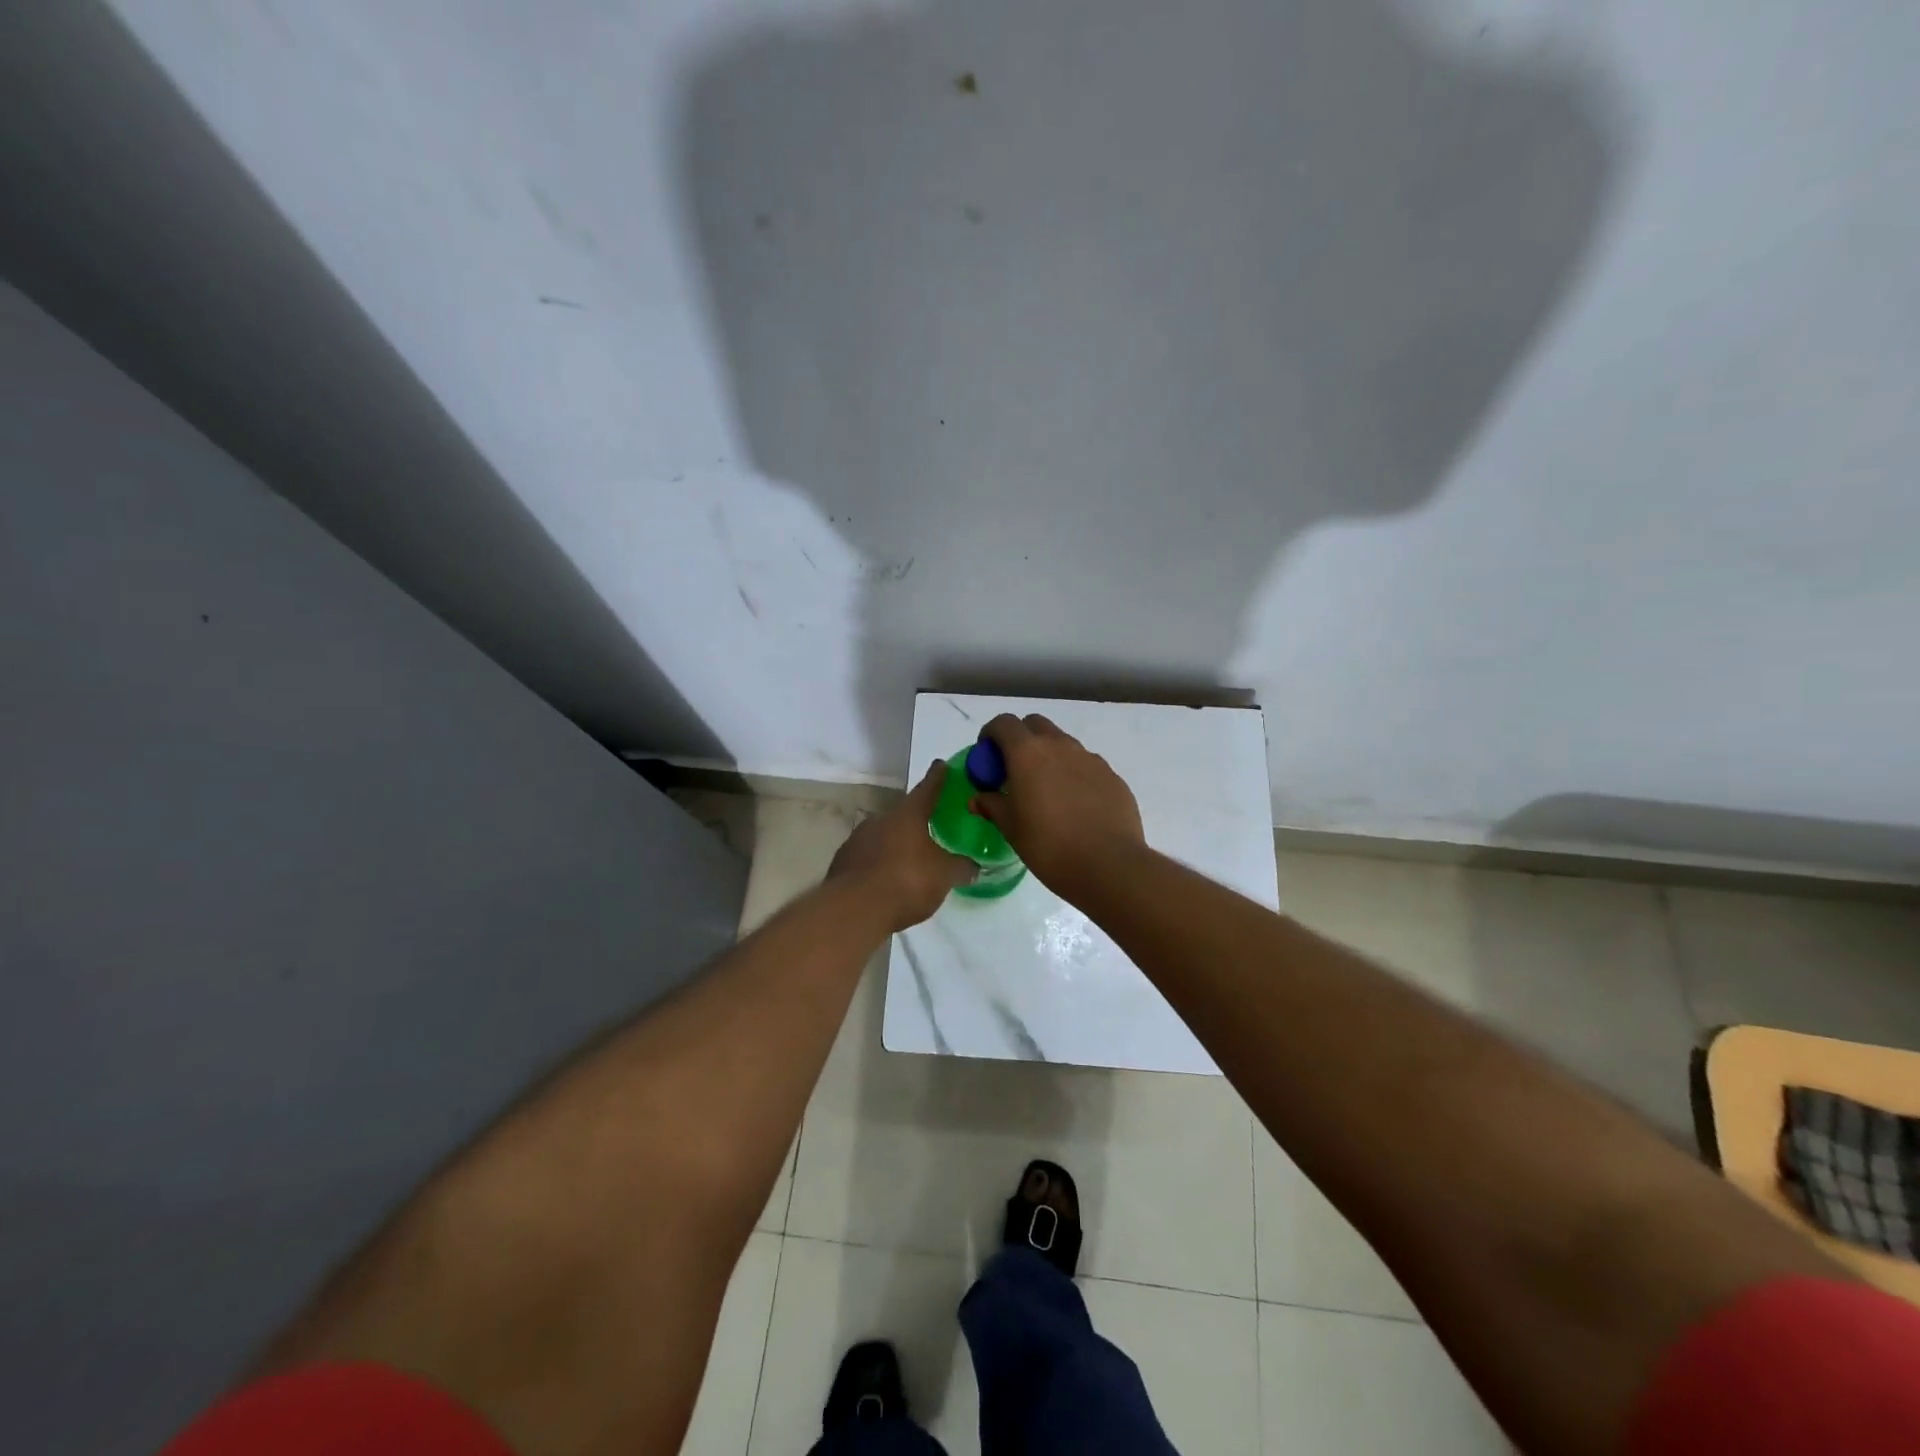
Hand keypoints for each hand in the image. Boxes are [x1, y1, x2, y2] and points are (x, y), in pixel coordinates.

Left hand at [828, 760, 976, 929]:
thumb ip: (961, 868)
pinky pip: (867, 857)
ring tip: (909, 864)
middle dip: (916, 822)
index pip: (927, 789)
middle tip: (930, 832)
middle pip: (903, 815)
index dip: (938, 777)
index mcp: (908, 815)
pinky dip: (879, 864)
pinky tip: (886, 882)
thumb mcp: (944, 876)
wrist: (854, 909)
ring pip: (883, 836)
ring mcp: (857, 839)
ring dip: (896, 846)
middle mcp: (880, 819)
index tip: (941, 765)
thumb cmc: (906, 881)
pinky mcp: (842, 862)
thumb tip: (974, 866)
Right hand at [970, 714, 1145, 899]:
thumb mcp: (1011, 828)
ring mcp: (1090, 758)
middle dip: (1021, 739)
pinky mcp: (1112, 776)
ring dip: (1049, 756)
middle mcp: (1060, 746)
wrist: (1109, 866)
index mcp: (1028, 753)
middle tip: (1015, 770)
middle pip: (1035, 725)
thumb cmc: (1049, 846)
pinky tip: (1075, 806)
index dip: (991, 735)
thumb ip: (992, 805)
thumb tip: (978, 798)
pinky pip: (1086, 765)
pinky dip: (1073, 774)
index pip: (1003, 723)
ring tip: (1046, 791)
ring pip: (1063, 744)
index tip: (987, 757)